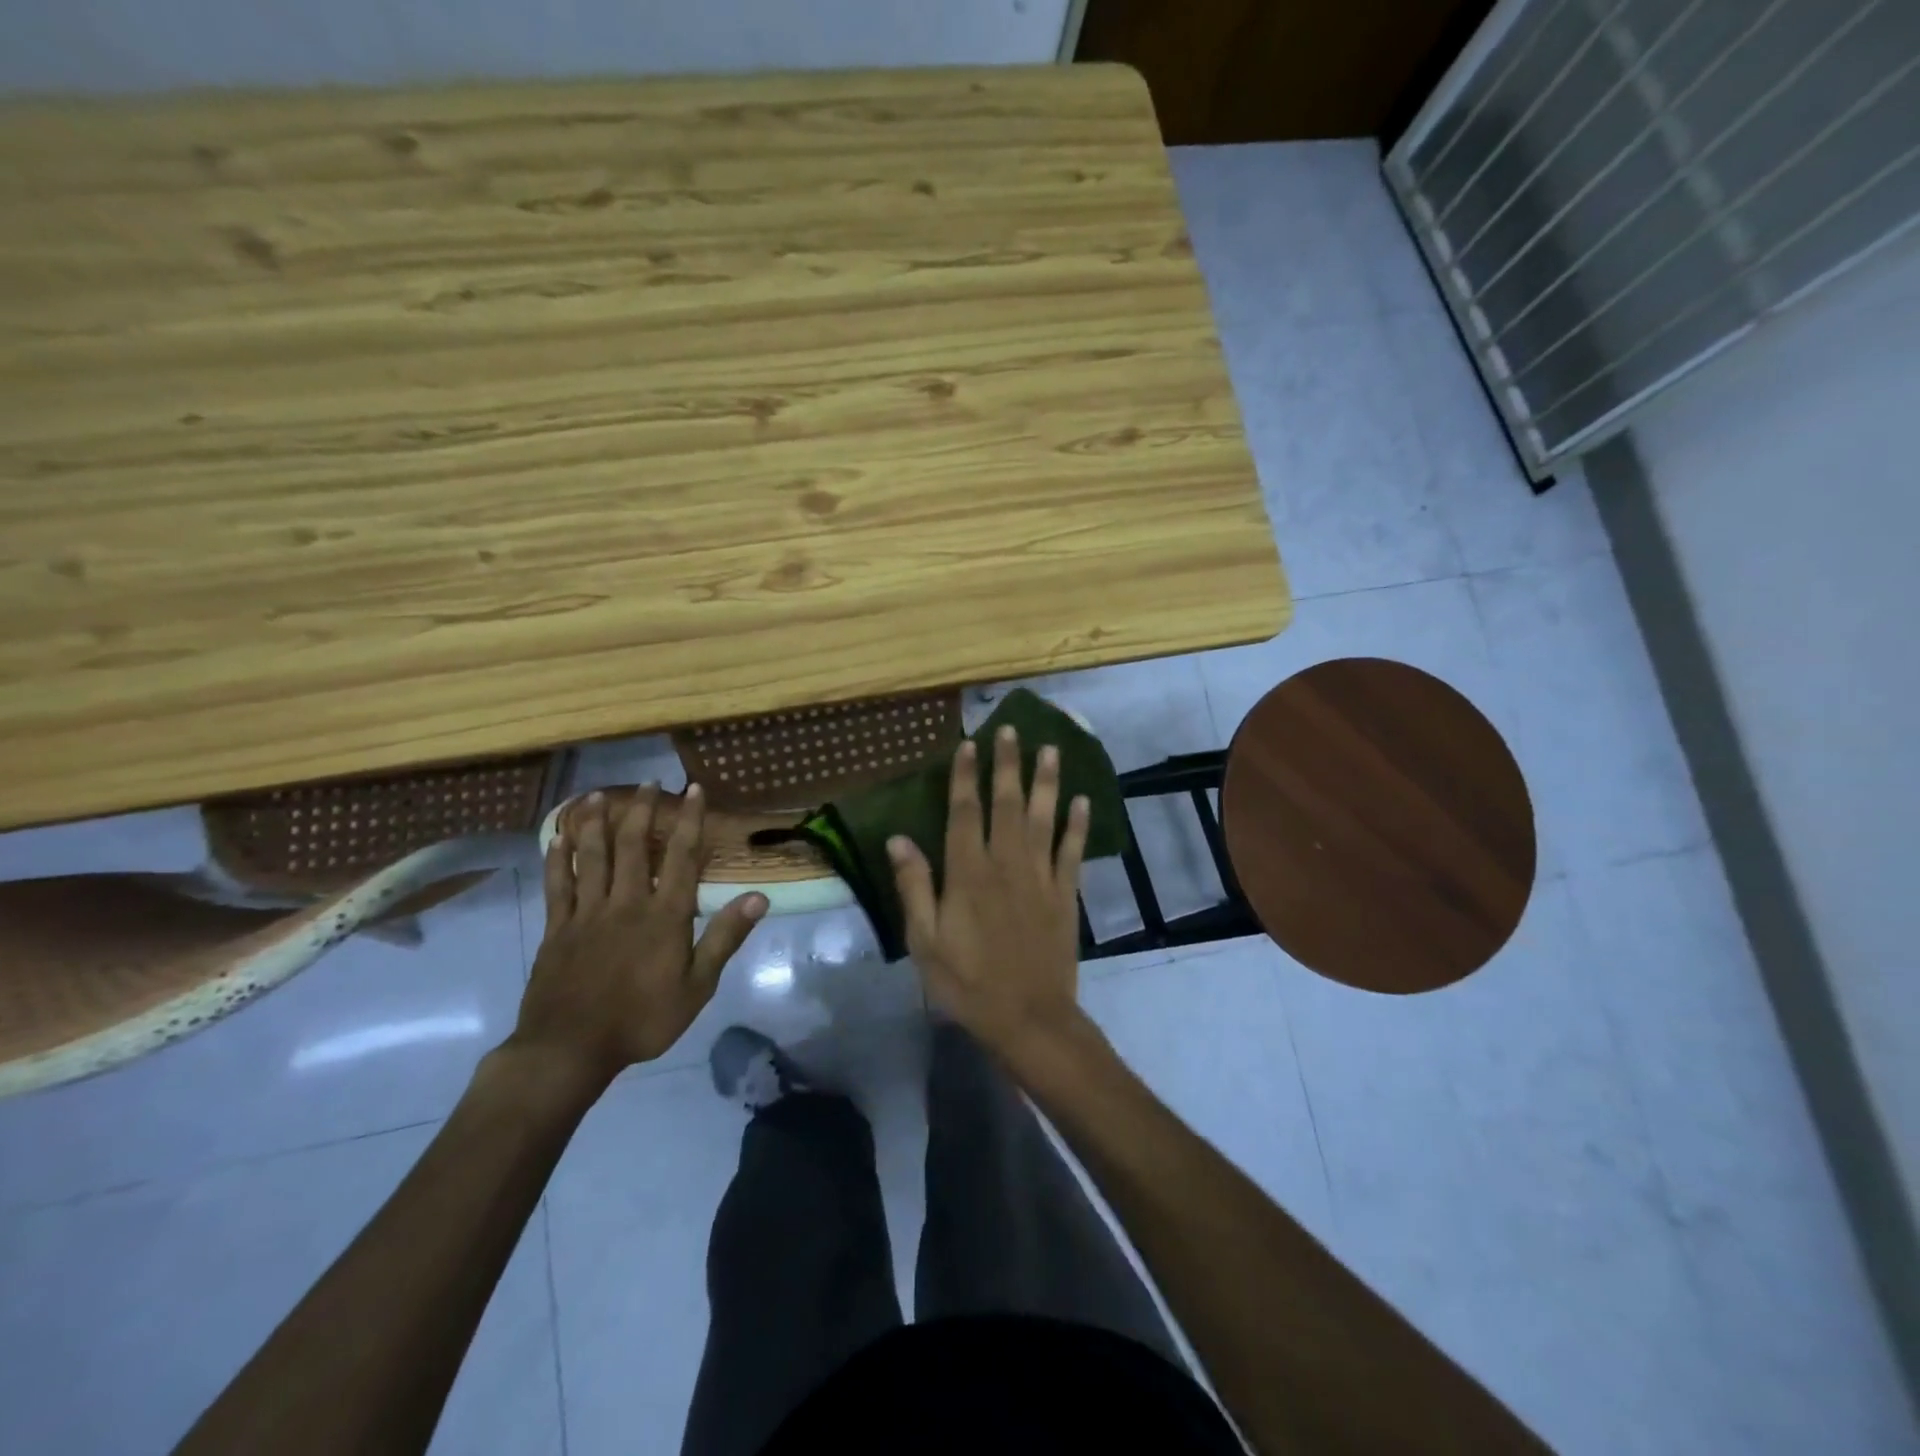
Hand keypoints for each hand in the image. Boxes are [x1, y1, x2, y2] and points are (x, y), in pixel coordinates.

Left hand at [510, 786, 767, 1092]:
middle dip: (642, 810)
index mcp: (664, 916)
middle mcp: (625, 903)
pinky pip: (556, 885)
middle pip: (632, 846)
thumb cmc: (642, 1020)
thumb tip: (758, 897)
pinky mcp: (556, 928)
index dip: (689, 820)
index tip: (694, 790)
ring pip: (591, 856)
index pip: (681, 856)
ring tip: (598, 794)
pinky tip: (558, 838)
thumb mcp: (697, 987)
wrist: (569, 1049)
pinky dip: (557, 858)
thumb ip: (724, 938)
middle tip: (649, 782)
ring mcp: (586, 913)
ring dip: (595, 822)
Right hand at [888, 727, 1091, 1072]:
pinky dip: (1077, 824)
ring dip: (1046, 781)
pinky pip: (1072, 851)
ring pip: (1043, 817)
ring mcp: (1040, 876)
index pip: (964, 812)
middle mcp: (1005, 863)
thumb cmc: (967, 983)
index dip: (964, 776)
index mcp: (967, 873)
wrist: (1028, 1018)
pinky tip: (1081, 800)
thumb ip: (914, 887)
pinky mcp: (1066, 894)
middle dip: (1007, 764)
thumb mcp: (925, 941)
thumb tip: (898, 839)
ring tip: (1051, 749)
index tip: (968, 744)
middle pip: (1006, 803)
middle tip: (1012, 729)